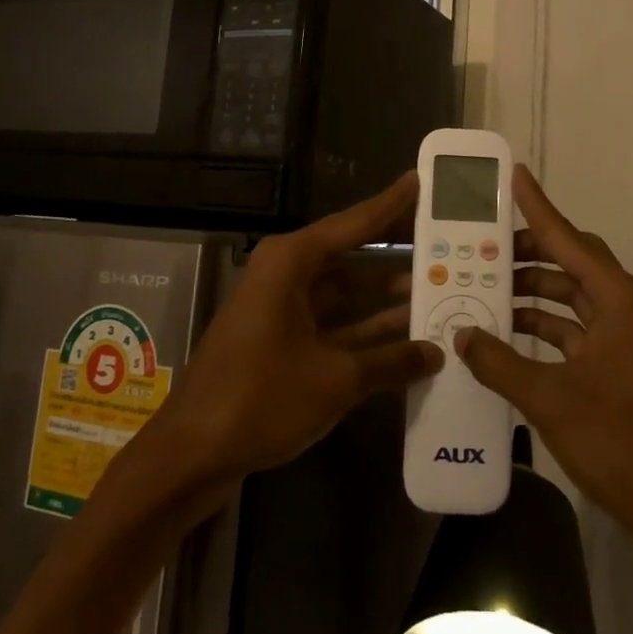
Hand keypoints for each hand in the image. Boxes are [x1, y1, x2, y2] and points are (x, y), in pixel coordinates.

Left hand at [158, 173, 441, 484]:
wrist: (192, 452)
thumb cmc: (261, 398)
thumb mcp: (335, 379)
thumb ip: (391, 361)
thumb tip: (437, 353)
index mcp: (291, 262)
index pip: (354, 223)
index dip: (390, 204)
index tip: (420, 181)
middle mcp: (285, 274)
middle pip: (350, 252)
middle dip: (394, 248)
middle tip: (440, 238)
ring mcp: (281, 308)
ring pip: (343, 289)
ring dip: (383, 293)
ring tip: (435, 287)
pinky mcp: (280, 339)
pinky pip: (332, 320)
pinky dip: (364, 326)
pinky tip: (405, 334)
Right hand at [455, 166, 632, 555]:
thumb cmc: (619, 441)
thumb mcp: (550, 399)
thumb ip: (500, 362)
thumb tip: (461, 334)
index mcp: (617, 299)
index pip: (567, 238)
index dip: (538, 206)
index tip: (514, 175)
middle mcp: (622, 306)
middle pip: (569, 262)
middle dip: (526, 253)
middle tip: (480, 246)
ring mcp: (621, 337)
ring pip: (568, 297)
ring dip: (530, 293)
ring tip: (482, 288)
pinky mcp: (615, 365)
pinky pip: (571, 329)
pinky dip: (540, 327)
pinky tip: (504, 334)